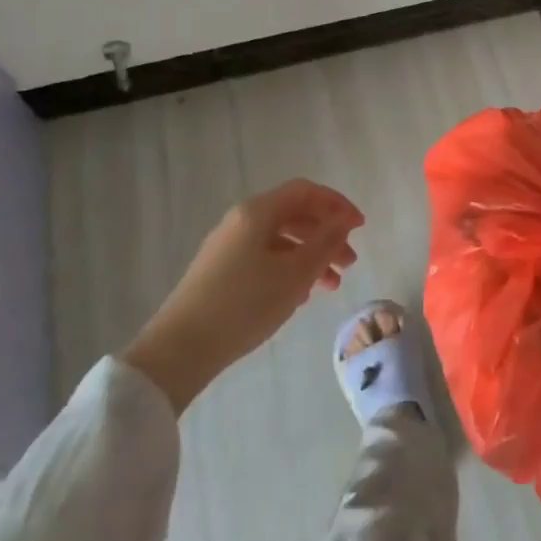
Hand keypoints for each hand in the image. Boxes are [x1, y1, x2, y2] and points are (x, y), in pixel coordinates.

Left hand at [122, 179, 363, 412]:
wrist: (180, 349)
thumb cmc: (245, 303)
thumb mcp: (296, 272)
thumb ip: (326, 241)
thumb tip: (344, 218)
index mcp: (258, 212)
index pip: (305, 192)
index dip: (337, 204)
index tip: (360, 227)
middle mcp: (241, 220)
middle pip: (294, 215)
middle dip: (326, 234)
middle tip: (349, 263)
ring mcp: (227, 246)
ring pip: (280, 240)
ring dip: (310, 256)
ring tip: (330, 286)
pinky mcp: (219, 271)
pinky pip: (264, 257)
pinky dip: (288, 269)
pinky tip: (300, 296)